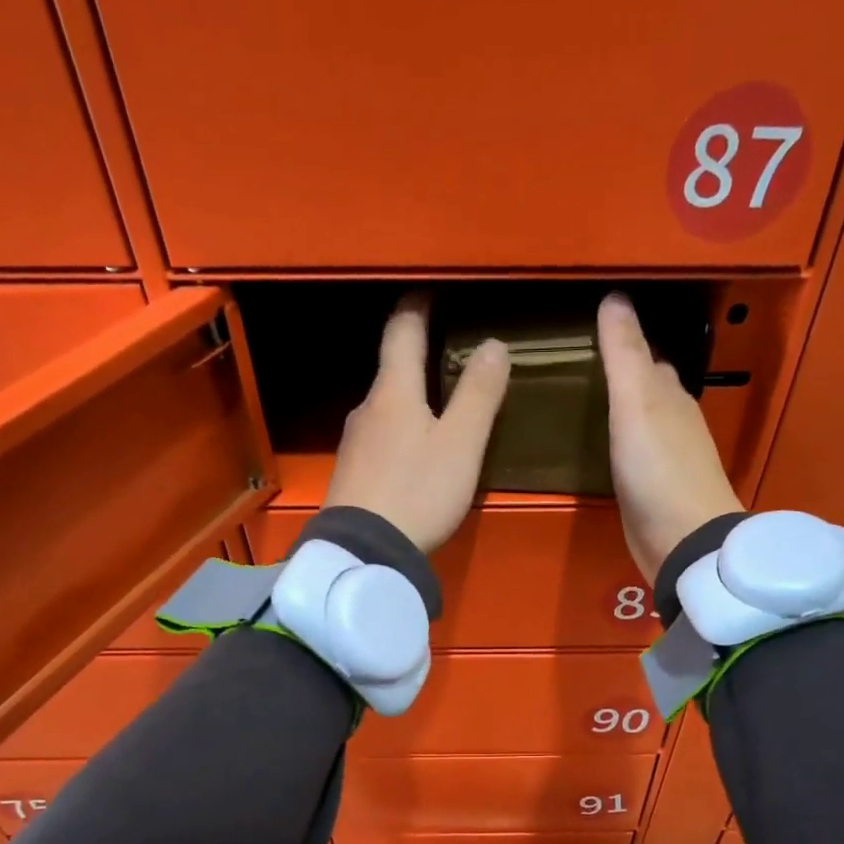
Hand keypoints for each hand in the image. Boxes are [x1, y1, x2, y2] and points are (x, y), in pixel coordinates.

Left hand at [324, 295, 510, 553]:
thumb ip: (479, 394)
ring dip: (409, 402)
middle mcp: (367, 409)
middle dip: (417, 360)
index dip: (418, 307)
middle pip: (392, 373)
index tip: (430, 292)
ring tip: (436, 413)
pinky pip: (379, 441)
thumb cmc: (418, 491)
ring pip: (385, 409)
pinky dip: (399, 435)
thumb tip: (494, 345)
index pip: (403, 332)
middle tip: (447, 358)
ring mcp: (353, 444)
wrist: (364, 552)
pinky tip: (413, 457)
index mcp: (394, 392)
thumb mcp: (461, 444)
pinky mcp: (350, 475)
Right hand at [599, 293, 742, 581]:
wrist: (682, 541)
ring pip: (639, 424)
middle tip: (577, 367)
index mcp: (670, 396)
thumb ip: (624, 354)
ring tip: (579, 402)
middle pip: (645, 390)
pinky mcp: (653, 493)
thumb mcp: (636, 402)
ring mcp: (665, 460)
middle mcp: (673, 423)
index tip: (590, 333)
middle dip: (619, 377)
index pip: (647, 359)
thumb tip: (615, 297)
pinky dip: (615, 446)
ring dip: (617, 412)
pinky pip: (630, 457)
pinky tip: (596, 451)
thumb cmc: (659, 467)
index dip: (623, 343)